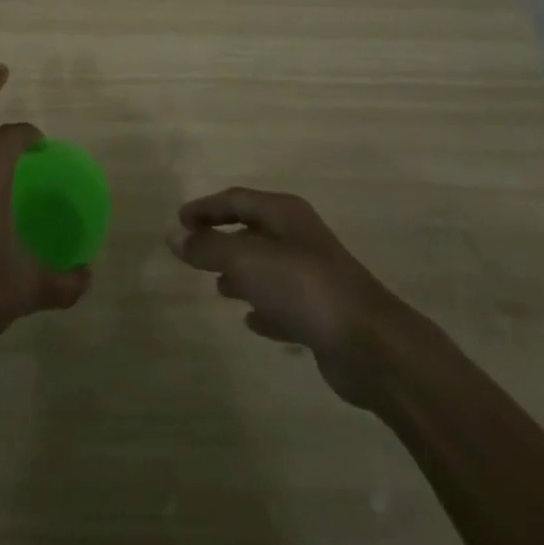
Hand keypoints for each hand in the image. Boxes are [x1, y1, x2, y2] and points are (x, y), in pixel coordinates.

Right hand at [170, 188, 437, 409]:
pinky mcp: (321, 314)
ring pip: (267, 267)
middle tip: (193, 251)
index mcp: (284, 214)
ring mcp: (313, 276)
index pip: (237, 199)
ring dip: (241, 273)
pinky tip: (250, 321)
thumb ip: (208, 248)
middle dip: (222, 238)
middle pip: (252, 230)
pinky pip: (283, 304)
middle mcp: (299, 238)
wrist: (370, 344)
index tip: (179, 220)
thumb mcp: (247, 260)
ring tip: (217, 286)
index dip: (206, 207)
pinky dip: (264, 307)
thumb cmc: (304, 287)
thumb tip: (173, 237)